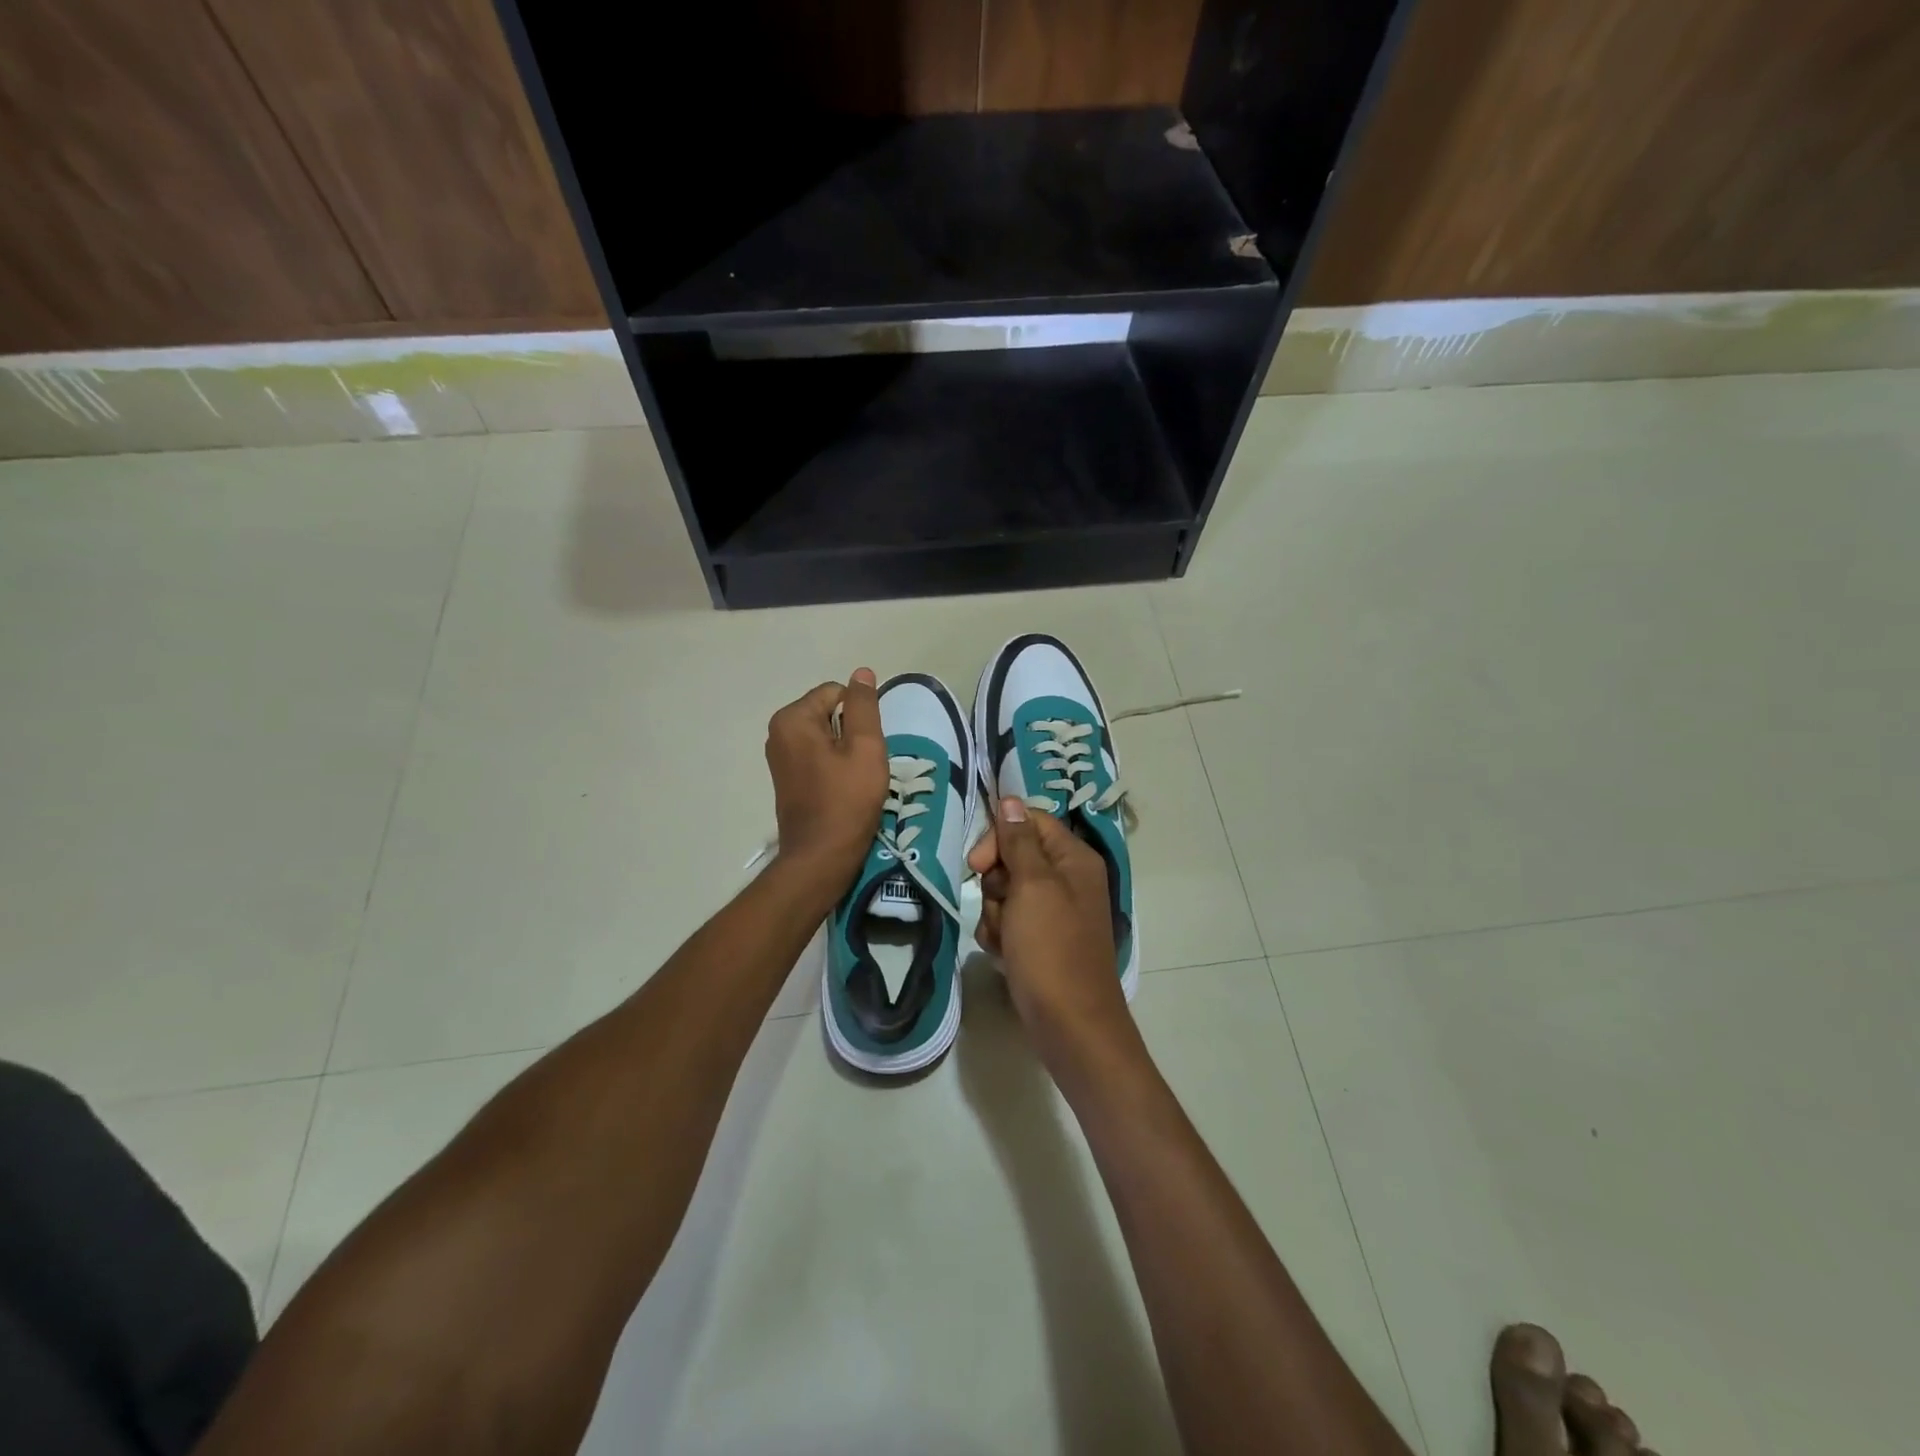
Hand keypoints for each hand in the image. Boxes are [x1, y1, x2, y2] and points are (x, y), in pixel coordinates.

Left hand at [765, 669, 887, 887]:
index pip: (837, 693)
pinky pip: (816, 756)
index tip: (866, 747)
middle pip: (828, 713)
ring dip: (844, 751)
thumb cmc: (847, 800)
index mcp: (793, 719)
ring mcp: (779, 756)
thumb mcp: (866, 747)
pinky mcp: (785, 778)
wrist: (821, 856)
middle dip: (851, 733)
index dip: (860, 716)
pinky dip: (832, 766)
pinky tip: (841, 790)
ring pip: (825, 736)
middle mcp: (778, 732)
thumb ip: (864, 706)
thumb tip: (862, 672)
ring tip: (853, 779)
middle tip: (862, 765)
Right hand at [968, 798, 1129, 1051]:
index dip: (999, 837)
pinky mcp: (1042, 939)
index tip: (978, 864)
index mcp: (1074, 858)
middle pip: (1014, 857)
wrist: (1070, 1025)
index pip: (1029, 822)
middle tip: (1000, 906)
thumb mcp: (1033, 887)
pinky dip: (1001, 935)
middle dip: (996, 883)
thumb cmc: (1052, 949)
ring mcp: (1055, 912)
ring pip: (1006, 892)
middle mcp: (1068, 879)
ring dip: (995, 913)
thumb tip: (1010, 798)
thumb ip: (1019, 841)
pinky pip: (1009, 921)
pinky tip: (1006, 955)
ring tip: (1006, 939)